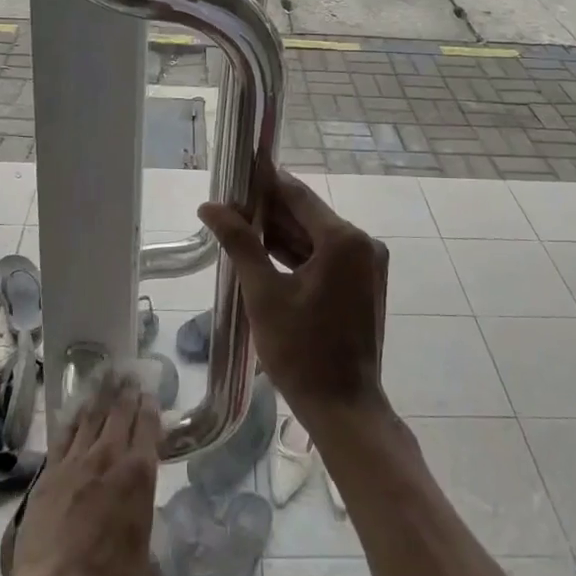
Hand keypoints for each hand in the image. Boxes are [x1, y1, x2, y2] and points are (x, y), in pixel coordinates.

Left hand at [8, 371, 161, 575]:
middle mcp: (110, 457)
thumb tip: (148, 551)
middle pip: (120, 412)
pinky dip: (73, 419)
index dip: (150, 407)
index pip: (148, 425)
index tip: (150, 395)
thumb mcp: (147, 570)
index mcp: (140, 474)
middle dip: (126, 392)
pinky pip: (63, 436)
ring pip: (91, 417)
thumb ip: (150, 548)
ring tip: (106, 380)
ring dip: (101, 397)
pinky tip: (76, 411)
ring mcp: (75, 462)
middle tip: (129, 377)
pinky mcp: (48, 474)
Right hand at [200, 165, 388, 427]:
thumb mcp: (264, 294)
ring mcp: (366, 265)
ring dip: (280, 232)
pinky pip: (325, 258)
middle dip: (269, 208)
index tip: (239, 167)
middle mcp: (362, 244)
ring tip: (239, 220)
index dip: (266, 180)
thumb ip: (240, 243)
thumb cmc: (301, 351)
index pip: (298, 196)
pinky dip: (297, 254)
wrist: (344, 409)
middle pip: (308, 216)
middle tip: (230, 198)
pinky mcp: (363, 285)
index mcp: (344, 240)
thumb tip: (209, 207)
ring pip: (315, 238)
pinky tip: (264, 250)